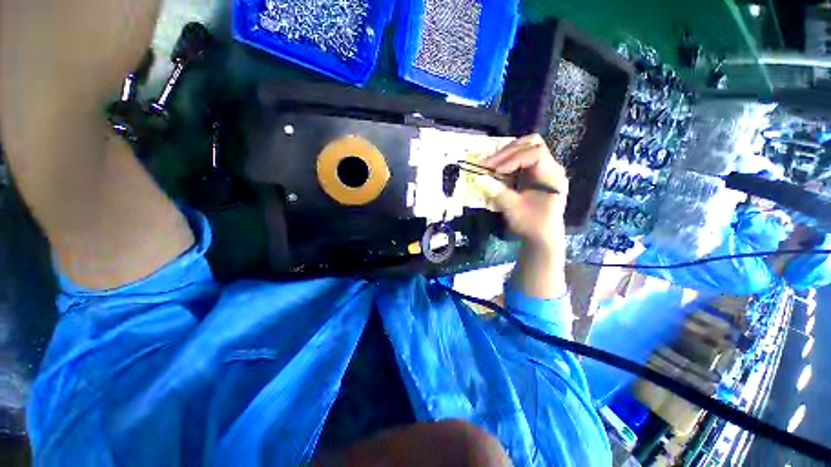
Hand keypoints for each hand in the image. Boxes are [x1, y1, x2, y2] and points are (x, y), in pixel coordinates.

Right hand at [479, 134, 568, 251]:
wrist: (542, 238)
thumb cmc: (531, 224)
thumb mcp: (513, 209)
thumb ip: (497, 192)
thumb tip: (478, 177)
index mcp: (552, 175)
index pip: (535, 153)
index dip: (513, 158)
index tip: (496, 170)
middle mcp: (551, 168)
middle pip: (532, 144)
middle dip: (507, 152)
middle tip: (488, 164)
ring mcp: (544, 170)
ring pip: (526, 148)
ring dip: (506, 154)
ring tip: (490, 165)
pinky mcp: (535, 175)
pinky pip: (522, 159)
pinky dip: (508, 161)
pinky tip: (497, 169)